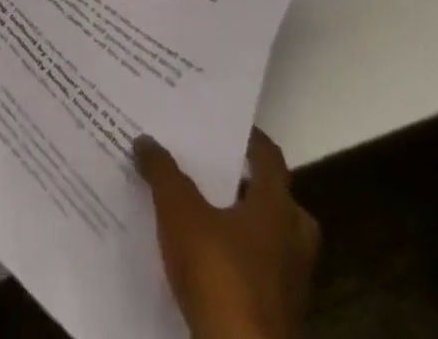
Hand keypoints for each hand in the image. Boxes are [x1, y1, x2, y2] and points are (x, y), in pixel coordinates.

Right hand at [133, 128, 318, 338]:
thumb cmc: (219, 273)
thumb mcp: (179, 210)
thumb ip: (162, 171)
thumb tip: (145, 139)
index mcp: (276, 209)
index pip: (270, 159)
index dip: (249, 137)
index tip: (223, 121)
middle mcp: (292, 242)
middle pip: (281, 202)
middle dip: (252, 186)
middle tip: (218, 170)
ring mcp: (289, 284)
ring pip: (273, 241)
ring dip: (245, 225)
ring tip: (205, 210)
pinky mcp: (276, 315)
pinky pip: (260, 272)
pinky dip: (238, 258)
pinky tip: (206, 255)